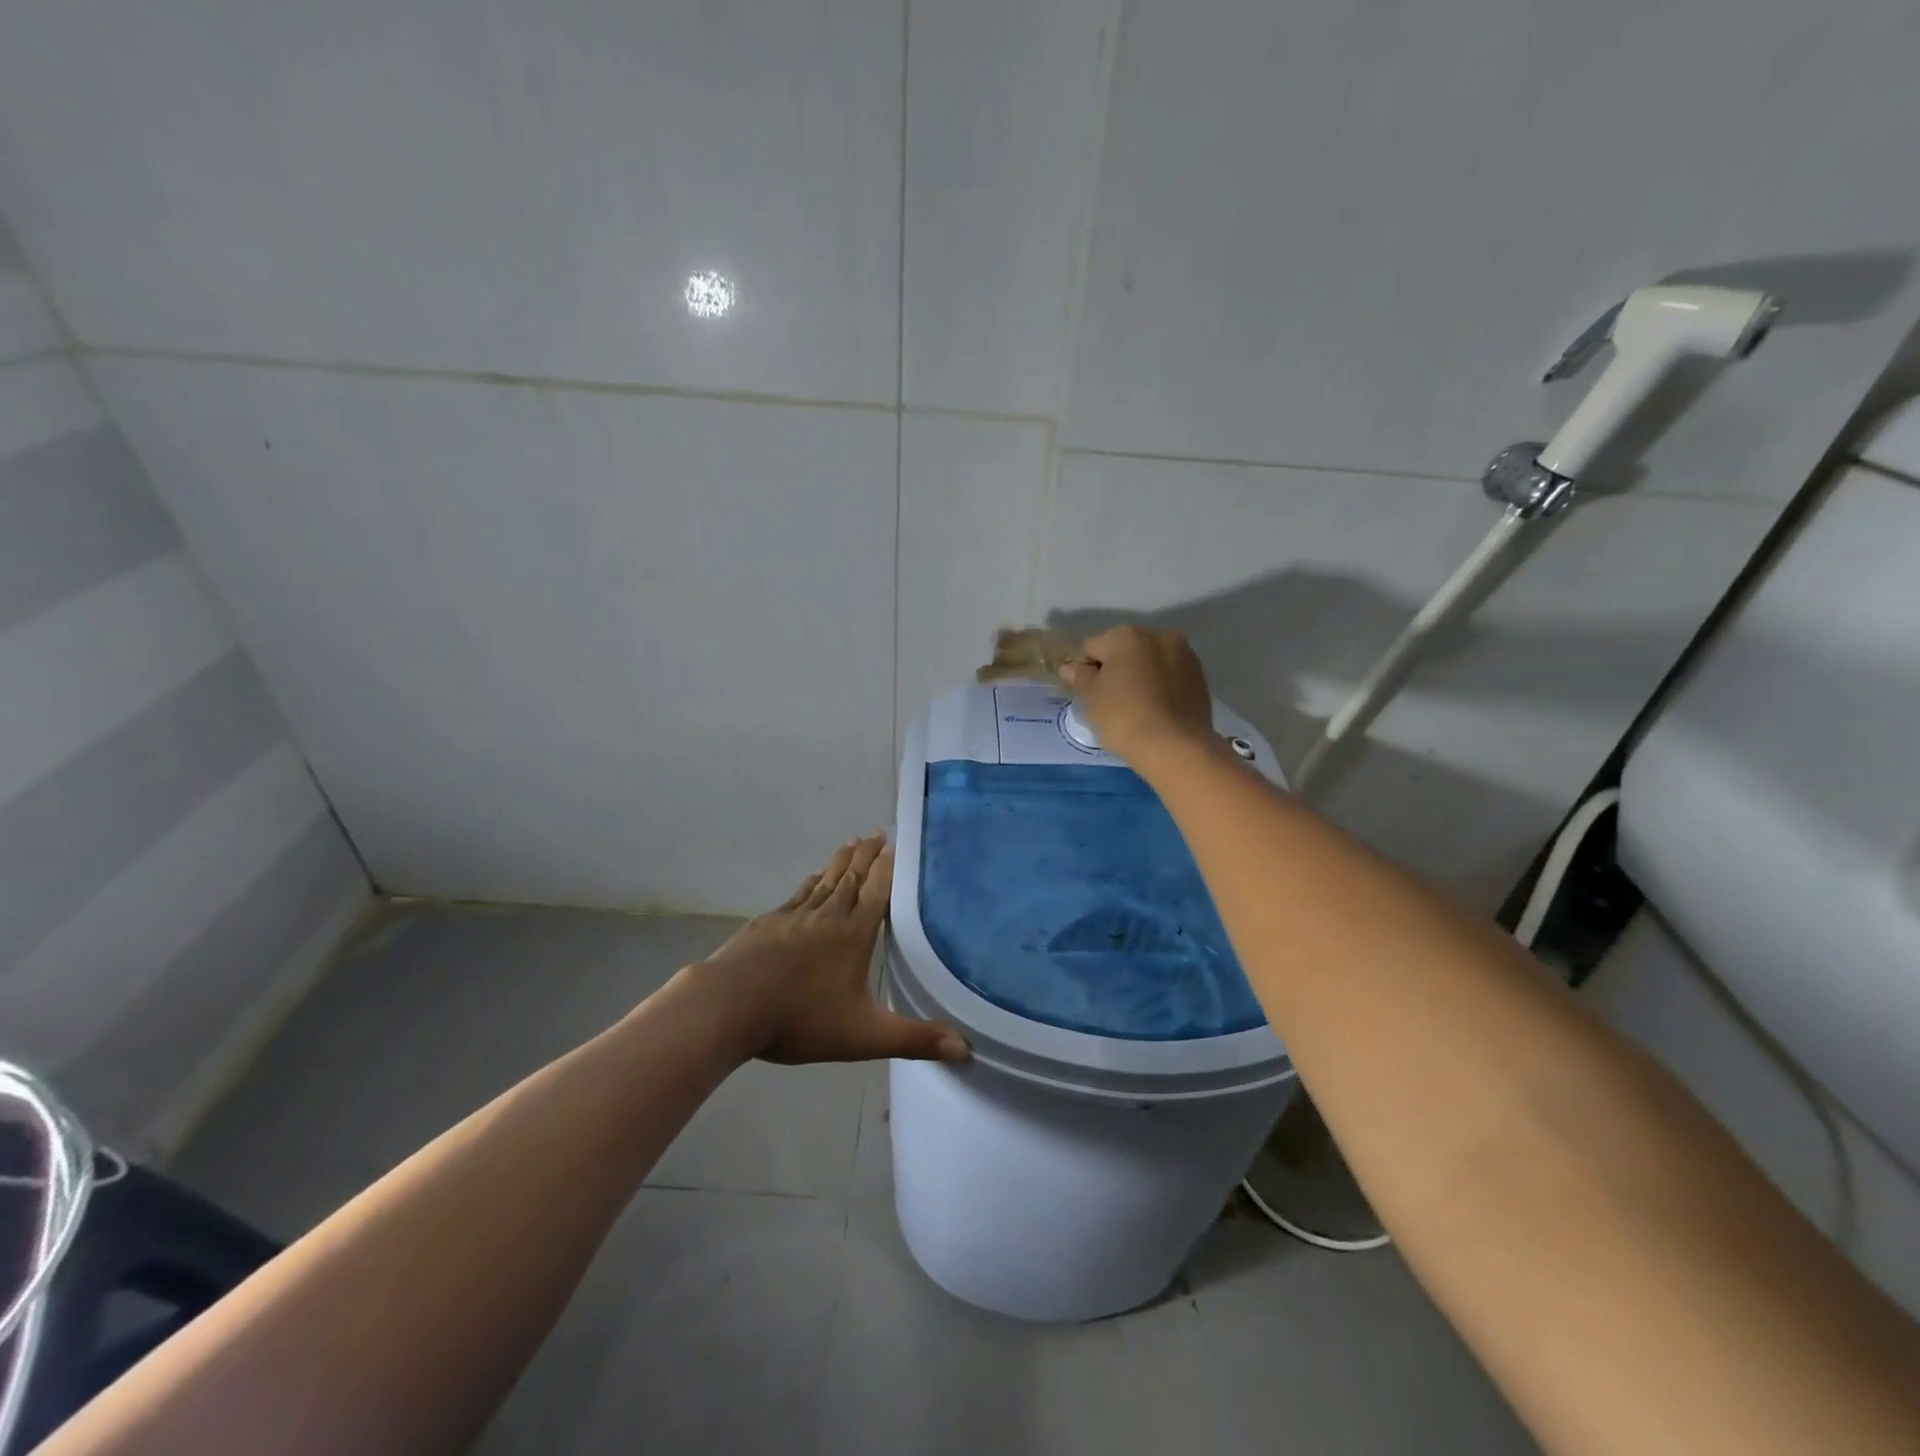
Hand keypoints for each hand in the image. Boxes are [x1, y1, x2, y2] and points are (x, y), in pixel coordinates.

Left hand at [682, 835, 968, 1065]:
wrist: (730, 1005)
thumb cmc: (801, 1019)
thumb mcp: (864, 1036)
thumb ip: (913, 1039)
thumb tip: (964, 1048)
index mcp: (853, 935)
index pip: (876, 892)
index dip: (887, 868)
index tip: (894, 844)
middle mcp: (827, 916)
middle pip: (851, 878)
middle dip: (866, 855)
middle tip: (876, 833)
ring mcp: (793, 917)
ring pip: (824, 882)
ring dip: (840, 862)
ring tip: (850, 844)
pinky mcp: (767, 924)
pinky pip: (798, 895)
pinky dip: (810, 883)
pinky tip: (811, 880)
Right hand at [1059, 625, 1216, 765]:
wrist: (1176, 746)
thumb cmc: (1124, 716)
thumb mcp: (1091, 698)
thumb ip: (1079, 677)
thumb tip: (1069, 667)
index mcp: (1127, 635)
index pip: (1092, 647)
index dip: (1084, 670)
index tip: (1084, 694)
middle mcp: (1159, 635)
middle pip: (1124, 651)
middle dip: (1114, 670)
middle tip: (1108, 703)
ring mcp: (1185, 655)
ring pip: (1150, 664)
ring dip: (1139, 678)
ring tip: (1135, 710)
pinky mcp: (1200, 678)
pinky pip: (1170, 678)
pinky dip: (1160, 688)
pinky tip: (1155, 712)